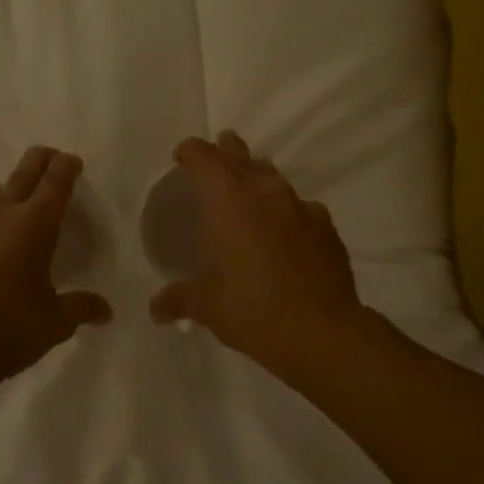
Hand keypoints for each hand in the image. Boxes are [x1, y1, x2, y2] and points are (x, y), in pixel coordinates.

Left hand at [0, 147, 112, 400]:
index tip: (72, 163)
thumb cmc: (8, 333)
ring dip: (5, 193)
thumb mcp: (54, 323)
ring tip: (10, 213)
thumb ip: (82, 308)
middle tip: (51, 162)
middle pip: (25, 169)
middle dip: (42, 160)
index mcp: (34, 225)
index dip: (67, 165)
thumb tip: (106, 311)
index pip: (56, 179)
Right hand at [149, 132, 363, 372]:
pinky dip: (287, 213)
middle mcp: (264, 192)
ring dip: (258, 180)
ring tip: (249, 196)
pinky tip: (286, 234)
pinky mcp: (326, 227)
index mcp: (227, 201)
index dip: (191, 152)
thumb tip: (156, 309)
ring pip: (274, 178)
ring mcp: (301, 207)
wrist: (322, 331)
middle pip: (241, 156)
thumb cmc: (252, 310)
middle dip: (227, 151)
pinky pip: (301, 208)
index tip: (182, 157)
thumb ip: (180, 299)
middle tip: (218, 156)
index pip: (204, 158)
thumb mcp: (208, 306)